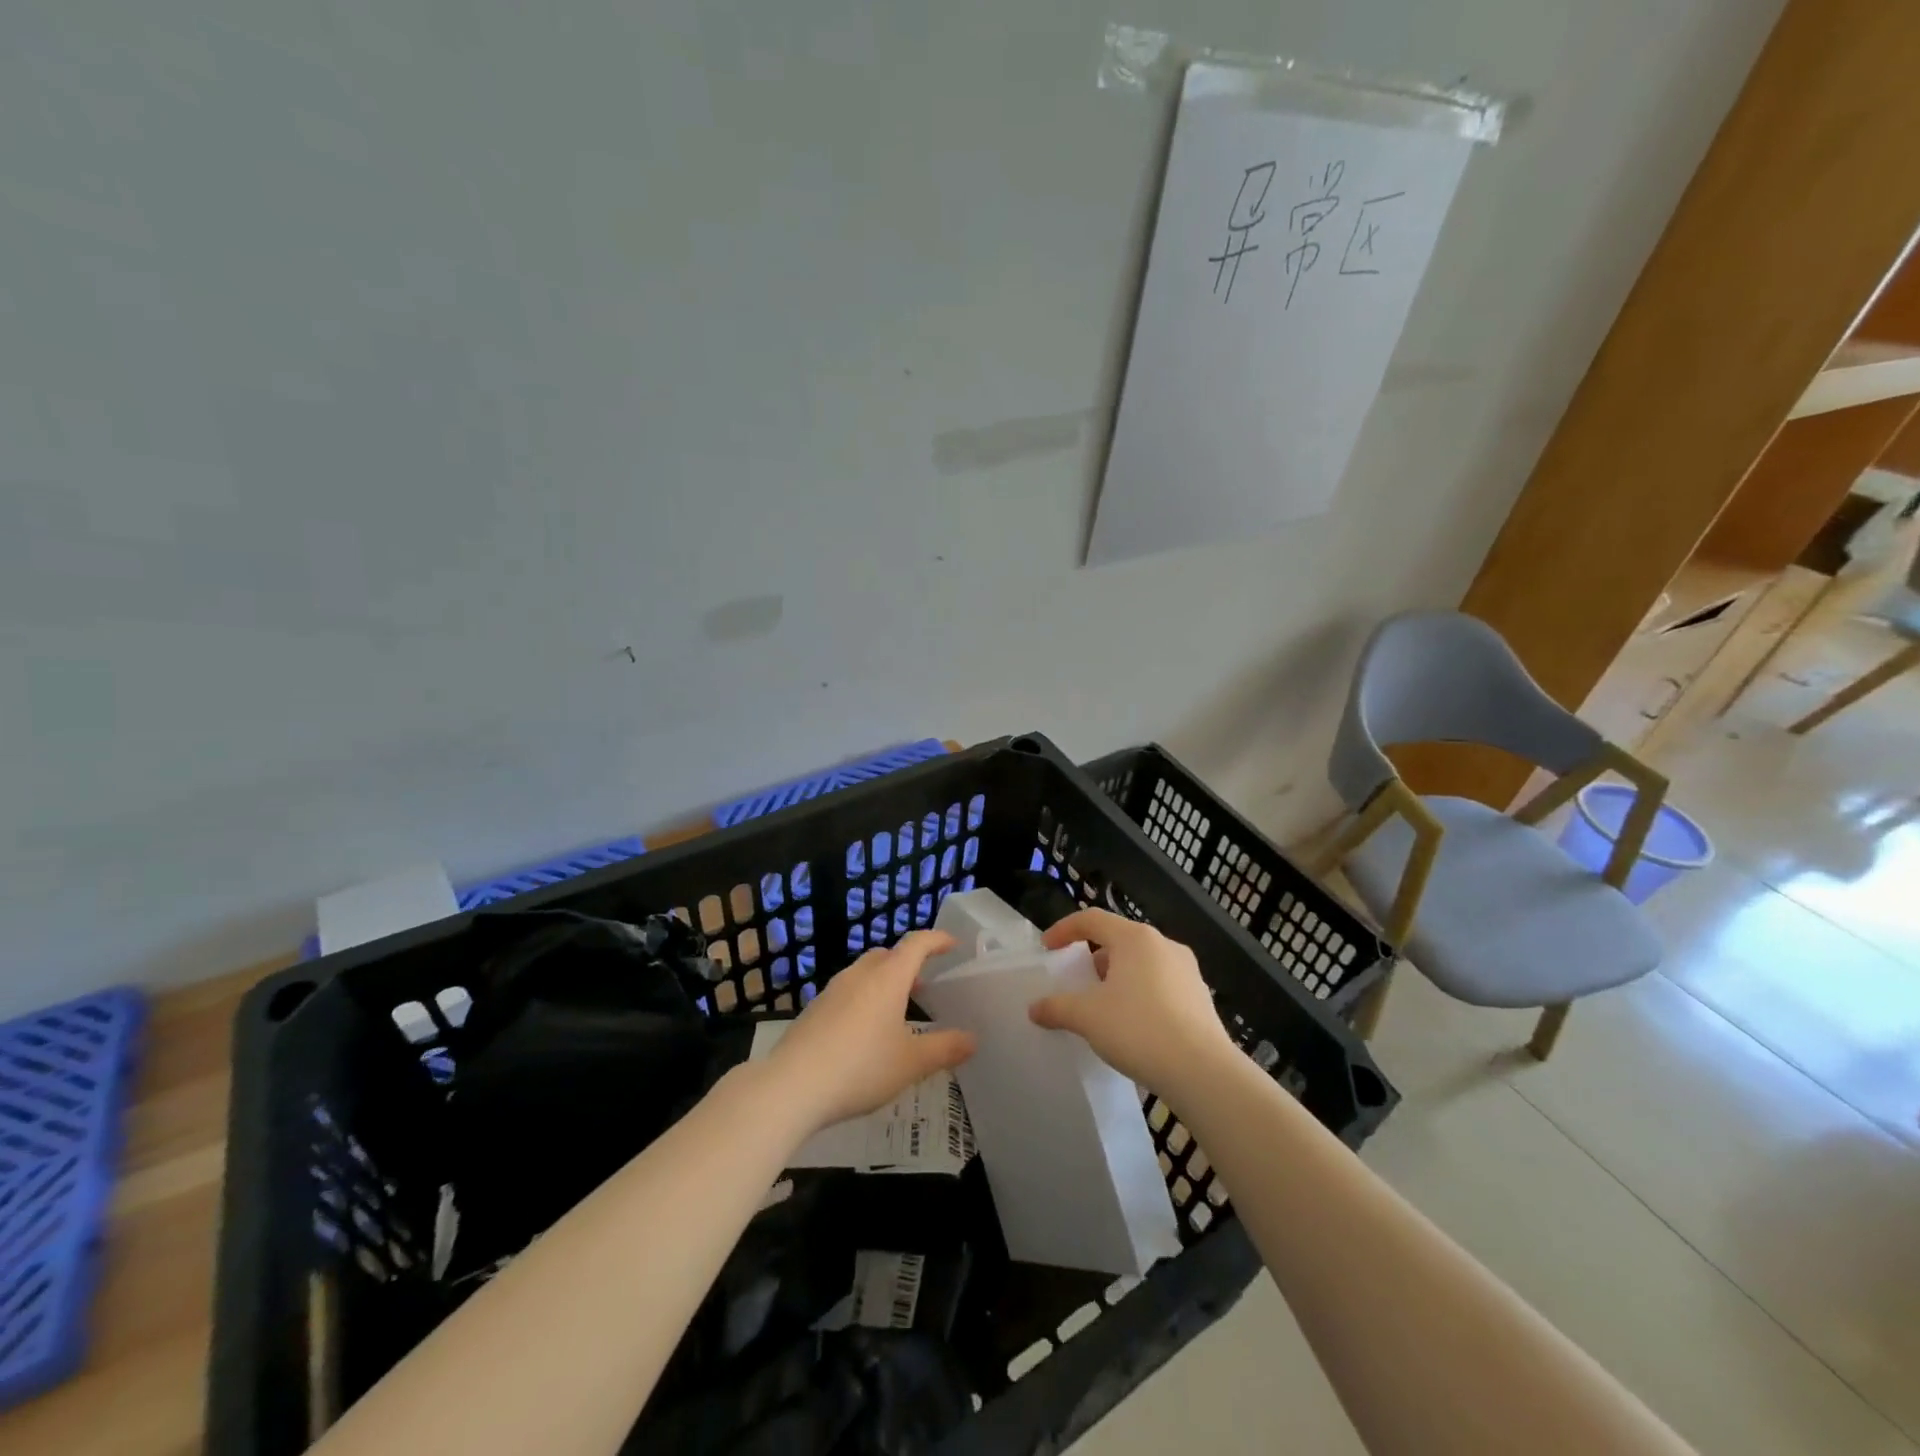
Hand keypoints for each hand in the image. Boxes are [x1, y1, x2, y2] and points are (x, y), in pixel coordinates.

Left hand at [762, 930, 975, 1132]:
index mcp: (888, 977)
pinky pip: (847, 993)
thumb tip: (972, 1039)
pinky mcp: (813, 1011)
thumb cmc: (861, 1067)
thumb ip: (944, 1048)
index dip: (936, 940)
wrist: (792, 1086)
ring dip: (883, 981)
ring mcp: (832, 991)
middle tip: (923, 982)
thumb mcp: (911, 1063)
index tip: (952, 944)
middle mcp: (859, 975)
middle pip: (887, 955)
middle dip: (907, 962)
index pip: (916, 944)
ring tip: (896, 1009)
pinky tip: (864, 1032)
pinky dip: (863, 999)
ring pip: (864, 973)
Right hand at [1028, 909, 1234, 1098]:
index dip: (1064, 929)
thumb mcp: (1087, 1017)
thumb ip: (1057, 1008)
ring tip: (1103, 1007)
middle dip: (1093, 958)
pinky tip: (1133, 1025)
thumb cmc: (1138, 1029)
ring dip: (1117, 978)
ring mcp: (1187, 970)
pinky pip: (1160, 984)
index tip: (1047, 948)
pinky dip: (1140, 994)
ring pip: (1141, 963)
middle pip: (1118, 940)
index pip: (1092, 919)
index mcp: (1135, 938)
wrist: (1202, 1072)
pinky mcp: (1200, 996)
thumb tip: (1035, 1008)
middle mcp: (1163, 944)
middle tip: (1076, 982)